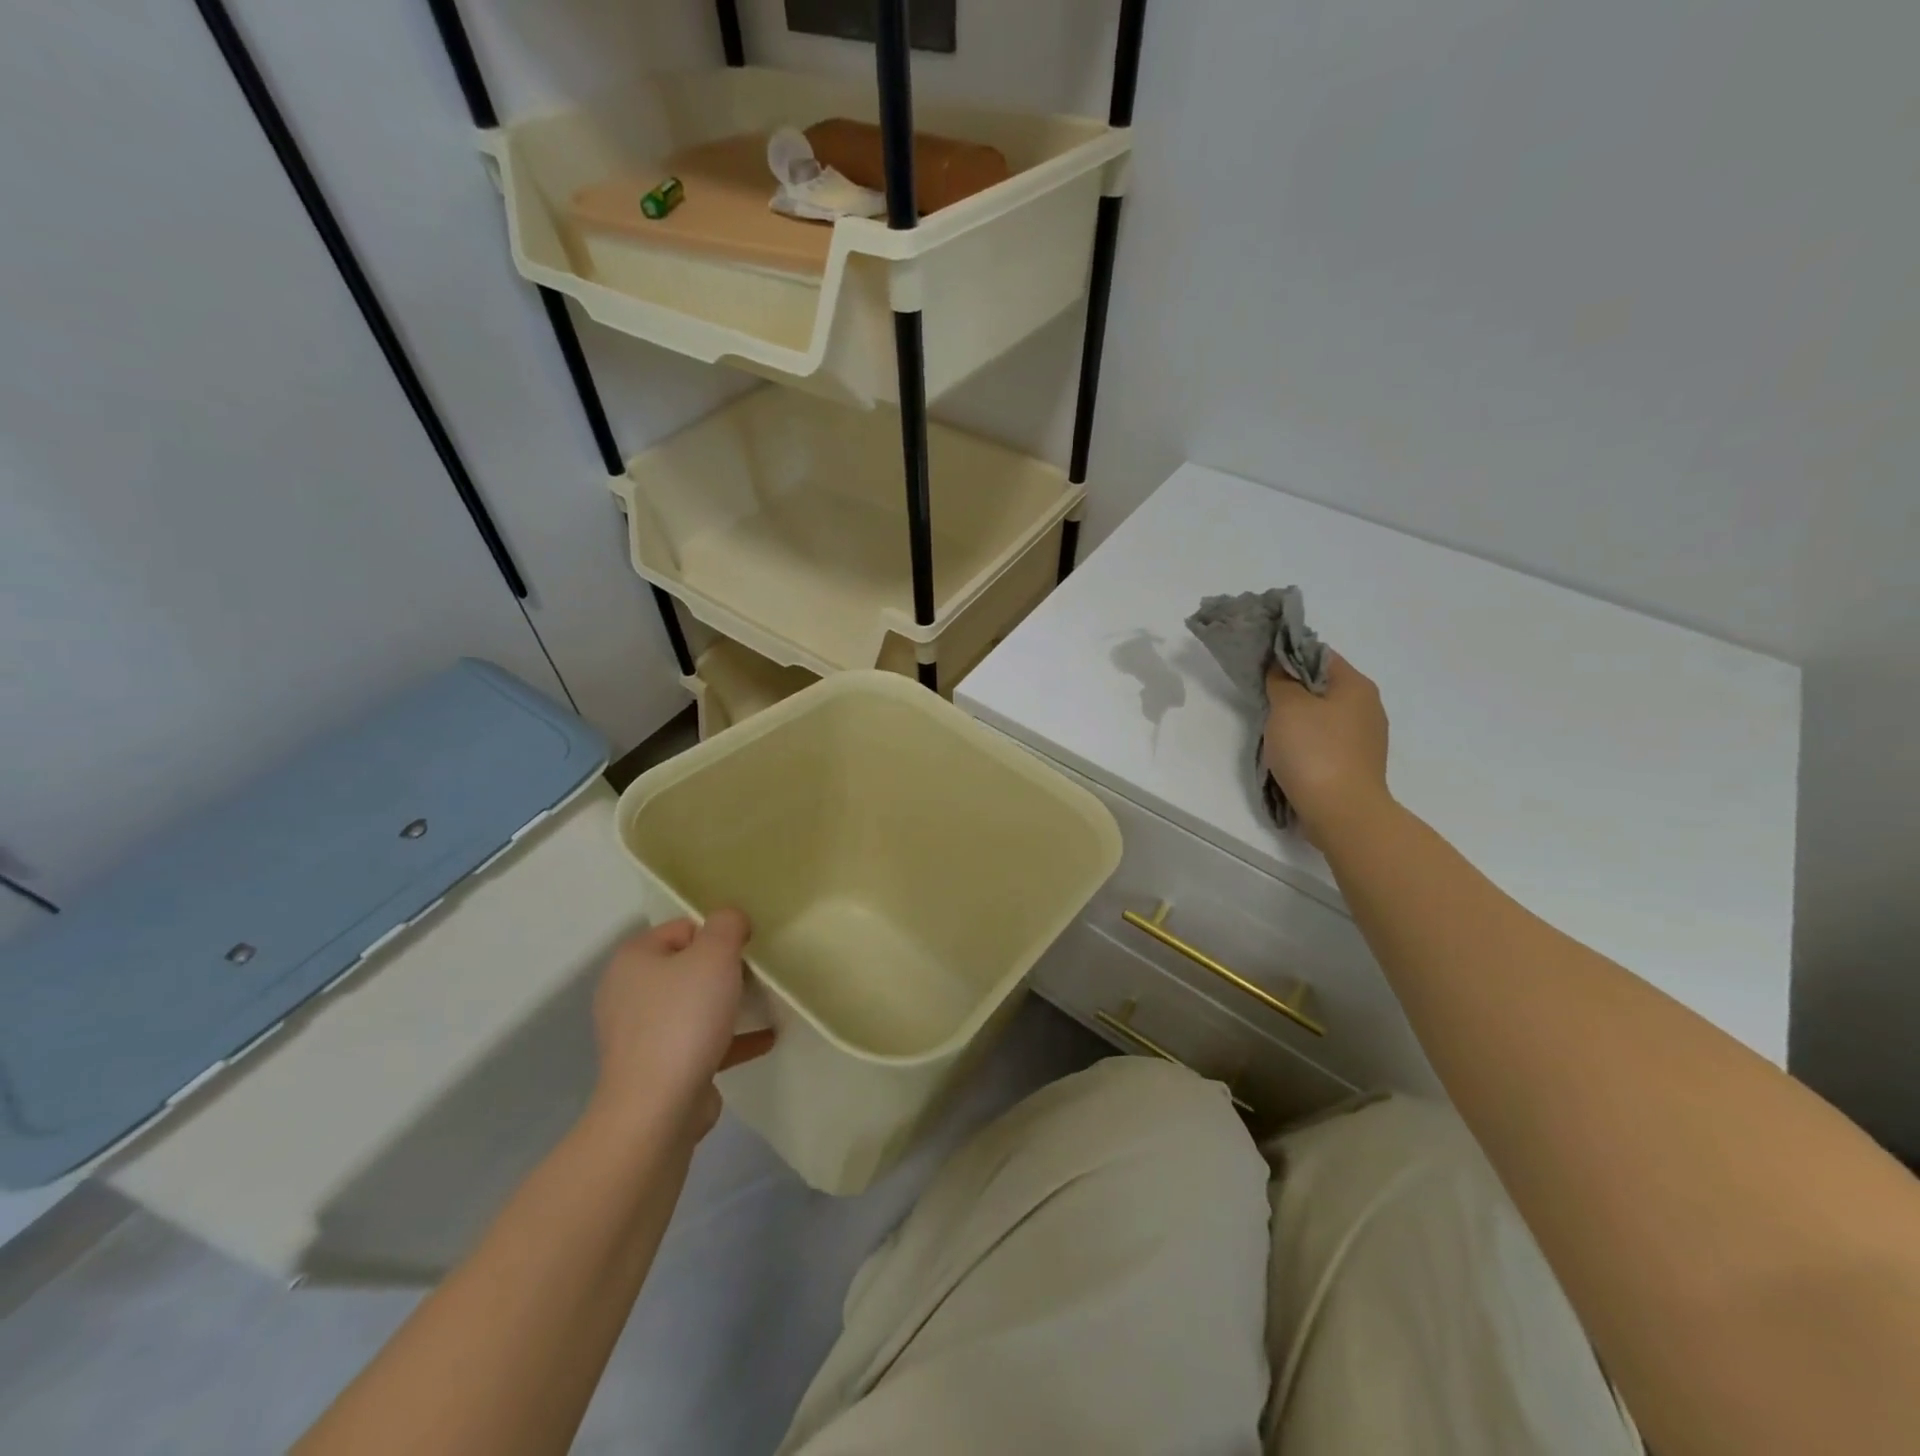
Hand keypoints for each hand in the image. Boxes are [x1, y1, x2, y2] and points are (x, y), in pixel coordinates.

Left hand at [591, 910, 775, 1140]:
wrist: (657, 1109)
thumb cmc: (684, 1019)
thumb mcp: (715, 956)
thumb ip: (727, 925)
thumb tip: (731, 919)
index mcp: (634, 959)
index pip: (682, 928)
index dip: (717, 934)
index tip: (745, 949)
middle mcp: (629, 993)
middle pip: (687, 967)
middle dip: (724, 970)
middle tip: (756, 976)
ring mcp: (641, 1034)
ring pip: (693, 1006)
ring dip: (728, 1005)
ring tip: (765, 1004)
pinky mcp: (657, 1068)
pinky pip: (699, 1042)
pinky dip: (730, 1038)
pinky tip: (766, 1039)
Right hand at [1262, 653, 1391, 845]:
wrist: (1342, 812)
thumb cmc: (1314, 751)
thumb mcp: (1287, 706)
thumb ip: (1281, 680)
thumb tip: (1281, 668)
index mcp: (1356, 685)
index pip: (1319, 655)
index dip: (1288, 657)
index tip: (1262, 670)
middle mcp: (1369, 706)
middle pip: (1323, 686)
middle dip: (1293, 691)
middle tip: (1265, 702)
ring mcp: (1367, 738)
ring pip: (1325, 716)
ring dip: (1300, 720)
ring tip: (1274, 733)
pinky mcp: (1359, 763)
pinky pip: (1328, 741)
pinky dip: (1309, 743)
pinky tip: (1292, 756)